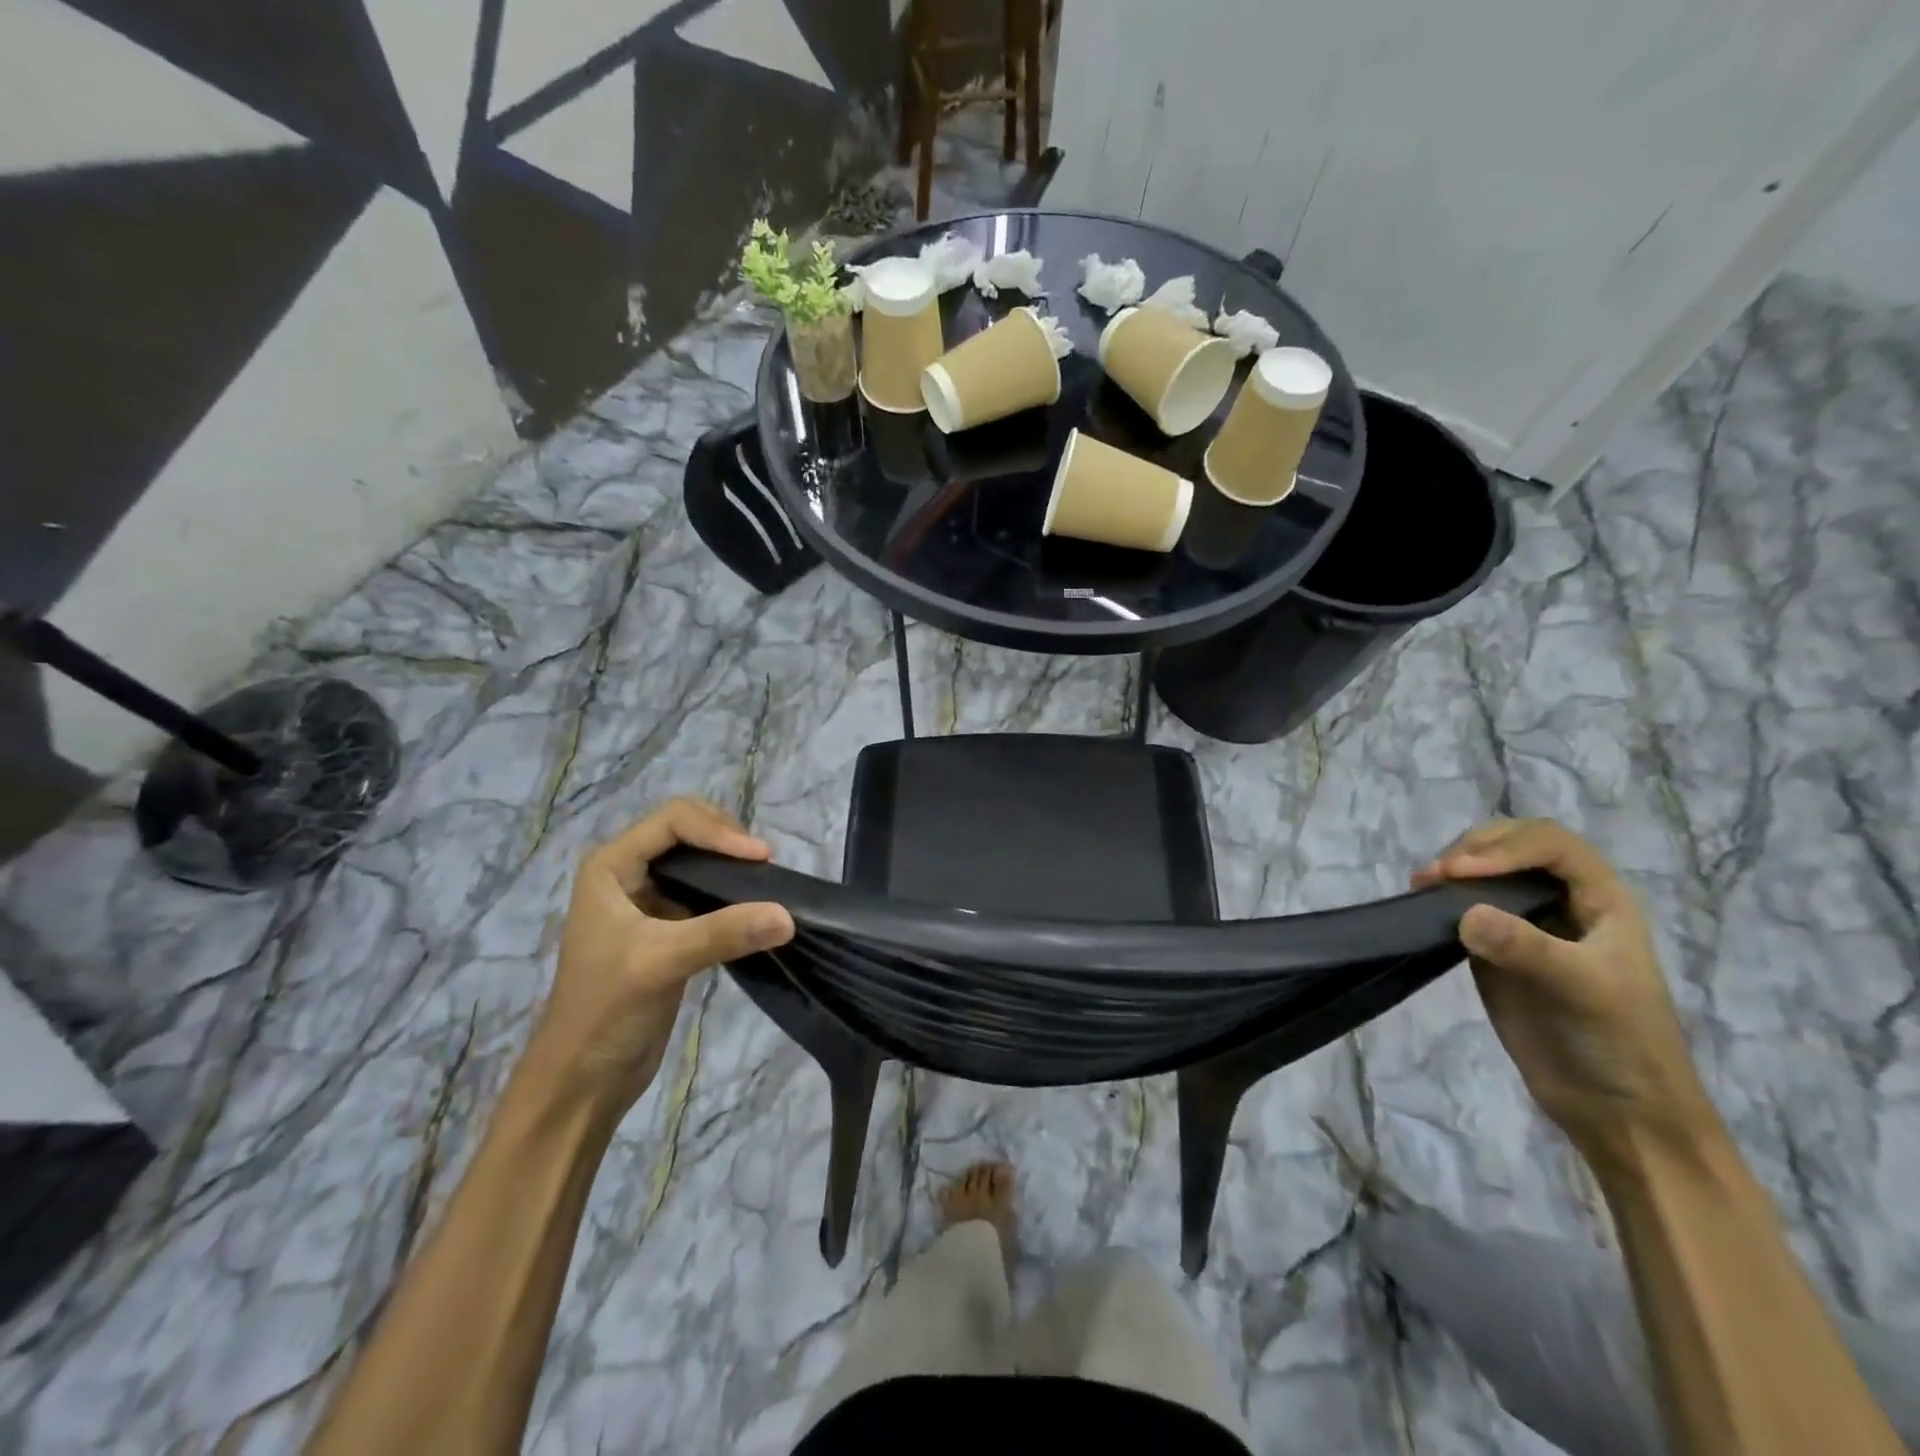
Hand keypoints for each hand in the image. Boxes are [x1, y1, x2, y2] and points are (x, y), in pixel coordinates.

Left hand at [527, 798, 794, 1114]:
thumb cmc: (605, 1011)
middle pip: (688, 831)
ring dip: (732, 867)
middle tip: (763, 866)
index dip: (718, 831)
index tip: (760, 858)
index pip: (674, 821)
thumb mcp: (661, 963)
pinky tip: (755, 910)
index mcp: (611, 866)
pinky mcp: (668, 930)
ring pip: (699, 863)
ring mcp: (649, 902)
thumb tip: (788, 916)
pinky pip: (706, 895)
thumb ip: (723, 933)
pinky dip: (733, 896)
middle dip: (727, 841)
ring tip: (765, 883)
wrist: (582, 1080)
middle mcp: (628, 874)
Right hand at [1413, 818, 1720, 1159]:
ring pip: (1485, 874)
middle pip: (1514, 846)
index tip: (1462, 872)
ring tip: (1421, 885)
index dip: (1507, 847)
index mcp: (1601, 900)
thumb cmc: (1620, 1043)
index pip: (1551, 845)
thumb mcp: (1584, 990)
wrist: (1618, 1110)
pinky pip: (1465, 909)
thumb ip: (1527, 948)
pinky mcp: (1495, 950)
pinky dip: (1441, 900)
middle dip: (1473, 850)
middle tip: (1436, 874)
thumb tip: (1465, 914)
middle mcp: (1562, 902)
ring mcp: (1526, 926)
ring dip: (1452, 870)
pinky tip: (1421, 906)